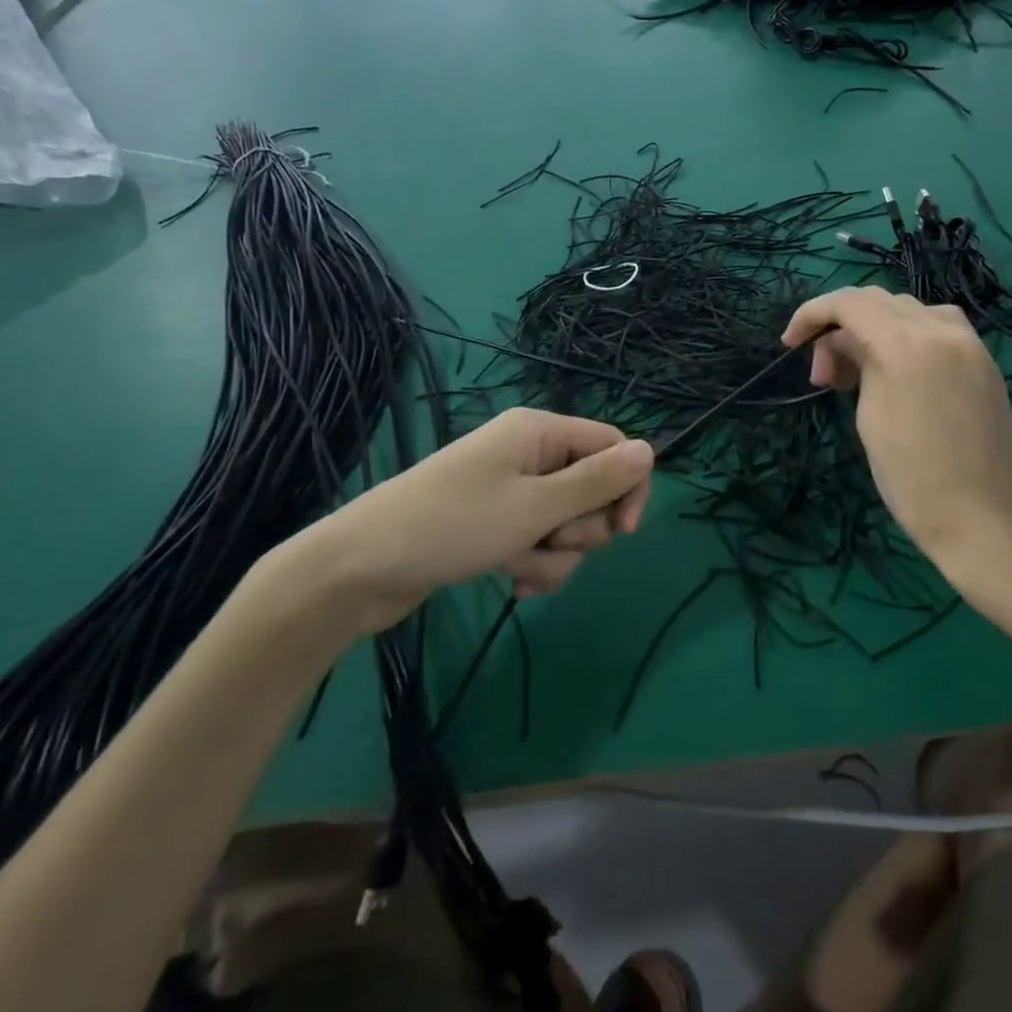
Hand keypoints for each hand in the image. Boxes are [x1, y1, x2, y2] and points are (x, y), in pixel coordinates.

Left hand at [305, 408, 653, 622]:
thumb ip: (596, 482)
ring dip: (555, 554)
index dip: (626, 487)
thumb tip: (650, 450)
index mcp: (540, 432)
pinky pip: (538, 539)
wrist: (360, 569)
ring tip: (517, 568)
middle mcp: (529, 453)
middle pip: (592, 487)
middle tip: (548, 542)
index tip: (622, 533)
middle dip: (580, 528)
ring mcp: (510, 488)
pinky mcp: (495, 521)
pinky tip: (510, 579)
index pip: (614, 446)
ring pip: (566, 522)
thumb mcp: (534, 508)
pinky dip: (533, 561)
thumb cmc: (452, 526)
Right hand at [782, 288, 1011, 605]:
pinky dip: (905, 337)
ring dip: (874, 329)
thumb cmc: (915, 479)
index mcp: (908, 344)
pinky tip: (896, 372)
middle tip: (825, 376)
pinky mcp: (984, 363)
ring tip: (858, 373)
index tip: (790, 344)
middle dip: (841, 327)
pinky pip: (937, 328)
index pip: (850, 303)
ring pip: (909, 311)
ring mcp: (970, 345)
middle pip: (879, 301)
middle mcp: (943, 330)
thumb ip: (859, 366)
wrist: (988, 522)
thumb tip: (849, 345)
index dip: (812, 314)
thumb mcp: (871, 418)